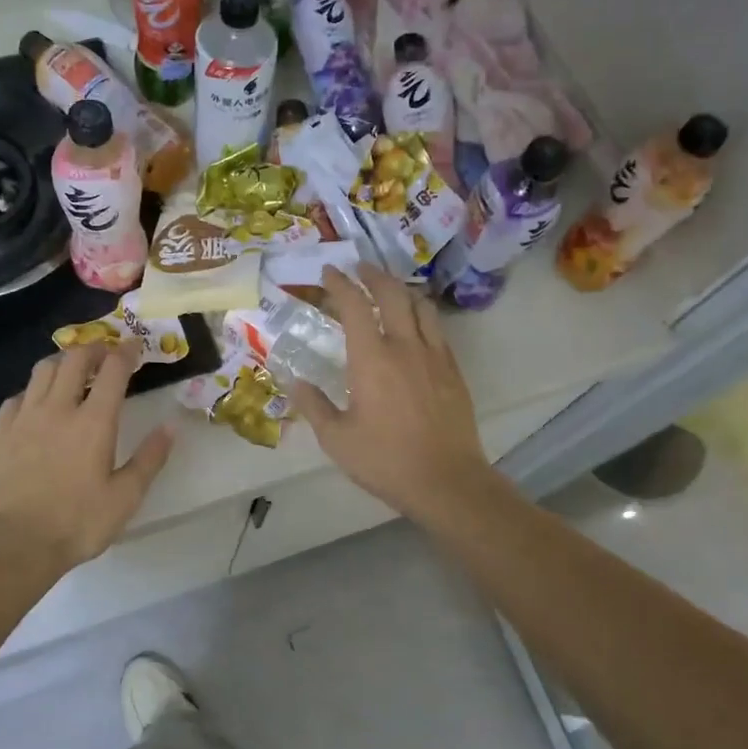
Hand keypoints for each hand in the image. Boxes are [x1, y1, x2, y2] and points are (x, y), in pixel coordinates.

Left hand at [0, 344, 174, 576]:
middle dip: (94, 348)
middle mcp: (58, 409)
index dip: (126, 352)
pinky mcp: (0, 433)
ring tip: (72, 370)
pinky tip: (36, 403)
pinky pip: (16, 397)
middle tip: (105, 354)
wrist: (13, 545)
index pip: (113, 370)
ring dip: (62, 361)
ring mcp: (24, 418)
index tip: (135, 346)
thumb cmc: (77, 523)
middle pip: (74, 359)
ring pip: (42, 370)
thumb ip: (150, 458)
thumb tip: (171, 426)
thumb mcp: (126, 497)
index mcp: (94, 422)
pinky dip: (32, 390)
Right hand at [290, 264, 494, 515]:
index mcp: (371, 359)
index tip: (329, 272)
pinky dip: (422, 314)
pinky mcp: (453, 370)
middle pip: (392, 293)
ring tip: (389, 289)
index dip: (340, 284)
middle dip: (373, 274)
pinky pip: (437, 328)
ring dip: (401, 290)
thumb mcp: (336, 439)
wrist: (446, 480)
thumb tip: (295, 381)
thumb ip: (314, 405)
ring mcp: (434, 356)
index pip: (354, 306)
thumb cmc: (385, 460)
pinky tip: (415, 325)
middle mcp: (405, 346)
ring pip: (420, 305)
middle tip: (359, 268)